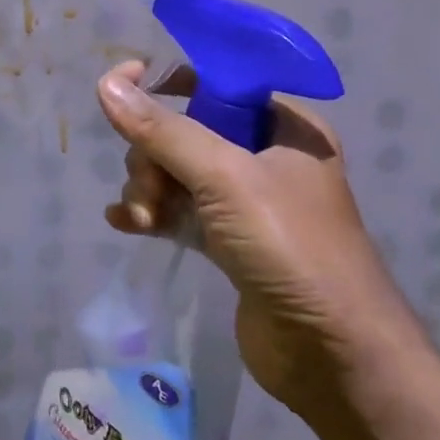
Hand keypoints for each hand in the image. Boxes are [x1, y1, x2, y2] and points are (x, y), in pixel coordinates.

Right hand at [95, 60, 426, 418]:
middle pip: (185, 131)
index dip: (167, 83)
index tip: (124, 89)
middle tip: (150, 190)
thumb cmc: (290, 248)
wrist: (333, 357)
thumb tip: (106, 83)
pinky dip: (152, 213)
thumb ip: (162, 130)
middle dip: (153, 157)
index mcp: (283, 126)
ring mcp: (247, 202)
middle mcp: (266, 157)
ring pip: (176, 172)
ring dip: (149, 189)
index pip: (215, 82)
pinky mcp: (230, 242)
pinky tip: (125, 223)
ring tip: (143, 218)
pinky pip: (178, 211)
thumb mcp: (223, 178)